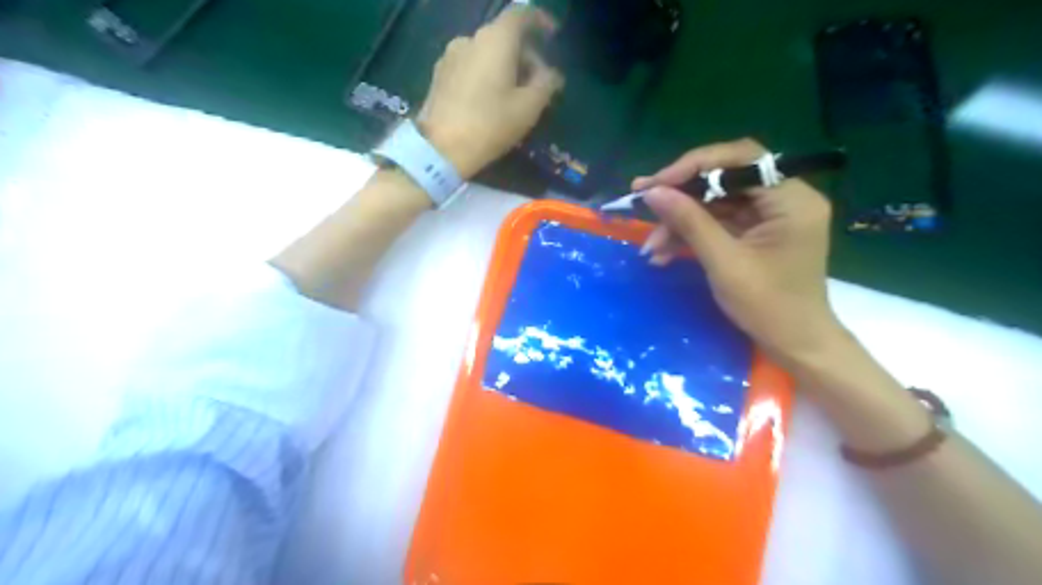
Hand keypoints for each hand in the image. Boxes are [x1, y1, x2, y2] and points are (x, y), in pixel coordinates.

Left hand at [418, 6, 565, 176]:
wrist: (441, 149)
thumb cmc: (490, 124)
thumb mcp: (529, 108)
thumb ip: (546, 84)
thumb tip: (552, 74)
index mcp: (495, 40)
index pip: (521, 16)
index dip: (539, 22)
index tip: (551, 35)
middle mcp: (470, 39)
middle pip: (503, 36)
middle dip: (524, 54)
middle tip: (537, 81)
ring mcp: (450, 56)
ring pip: (485, 52)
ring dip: (503, 66)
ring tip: (514, 95)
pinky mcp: (438, 76)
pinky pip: (470, 66)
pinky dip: (485, 75)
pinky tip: (490, 100)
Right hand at [636, 136, 845, 365]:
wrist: (794, 345)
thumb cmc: (768, 307)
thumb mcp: (724, 263)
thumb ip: (689, 222)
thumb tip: (652, 192)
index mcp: (791, 199)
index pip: (741, 159)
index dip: (695, 166)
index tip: (657, 183)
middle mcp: (784, 198)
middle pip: (725, 178)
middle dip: (681, 195)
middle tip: (642, 200)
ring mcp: (769, 216)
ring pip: (716, 202)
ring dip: (680, 221)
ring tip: (651, 246)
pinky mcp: (755, 232)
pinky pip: (718, 222)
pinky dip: (691, 235)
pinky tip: (664, 253)